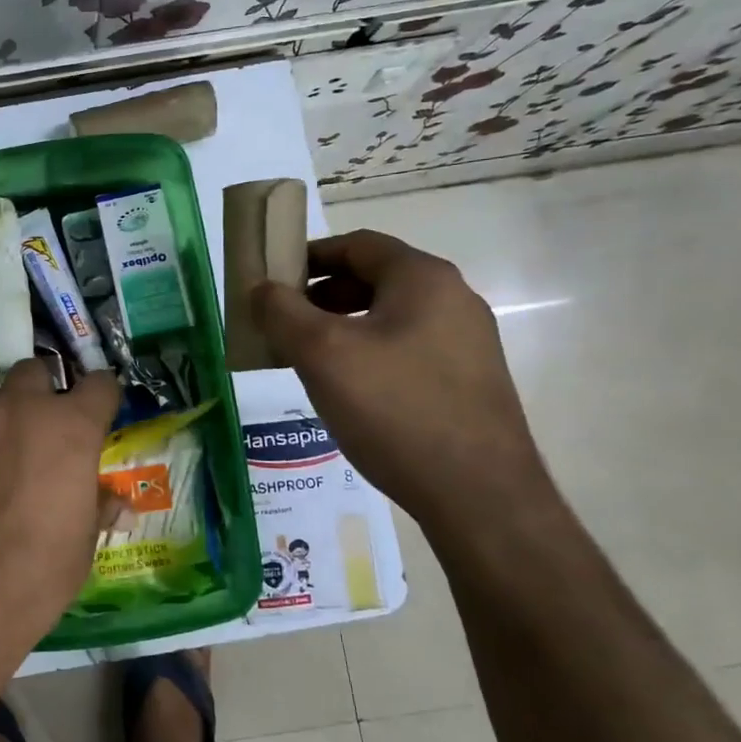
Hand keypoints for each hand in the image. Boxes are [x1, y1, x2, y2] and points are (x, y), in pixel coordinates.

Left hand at [0, 360, 120, 663]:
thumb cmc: (32, 579)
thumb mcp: (81, 548)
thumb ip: (96, 508)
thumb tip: (115, 502)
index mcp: (67, 429)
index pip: (98, 384)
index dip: (101, 398)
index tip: (98, 415)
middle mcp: (16, 410)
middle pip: (33, 372)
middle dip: (42, 396)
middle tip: (41, 437)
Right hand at [252, 230, 552, 532]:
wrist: (479, 496)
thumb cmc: (395, 409)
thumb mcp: (322, 354)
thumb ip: (282, 312)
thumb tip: (260, 288)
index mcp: (423, 278)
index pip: (357, 245)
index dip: (308, 256)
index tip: (272, 281)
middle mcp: (454, 300)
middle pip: (375, 279)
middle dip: (322, 295)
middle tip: (284, 324)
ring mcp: (468, 342)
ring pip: (390, 317)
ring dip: (343, 327)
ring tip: (310, 360)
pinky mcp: (470, 382)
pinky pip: (408, 349)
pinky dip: (371, 354)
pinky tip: (351, 392)